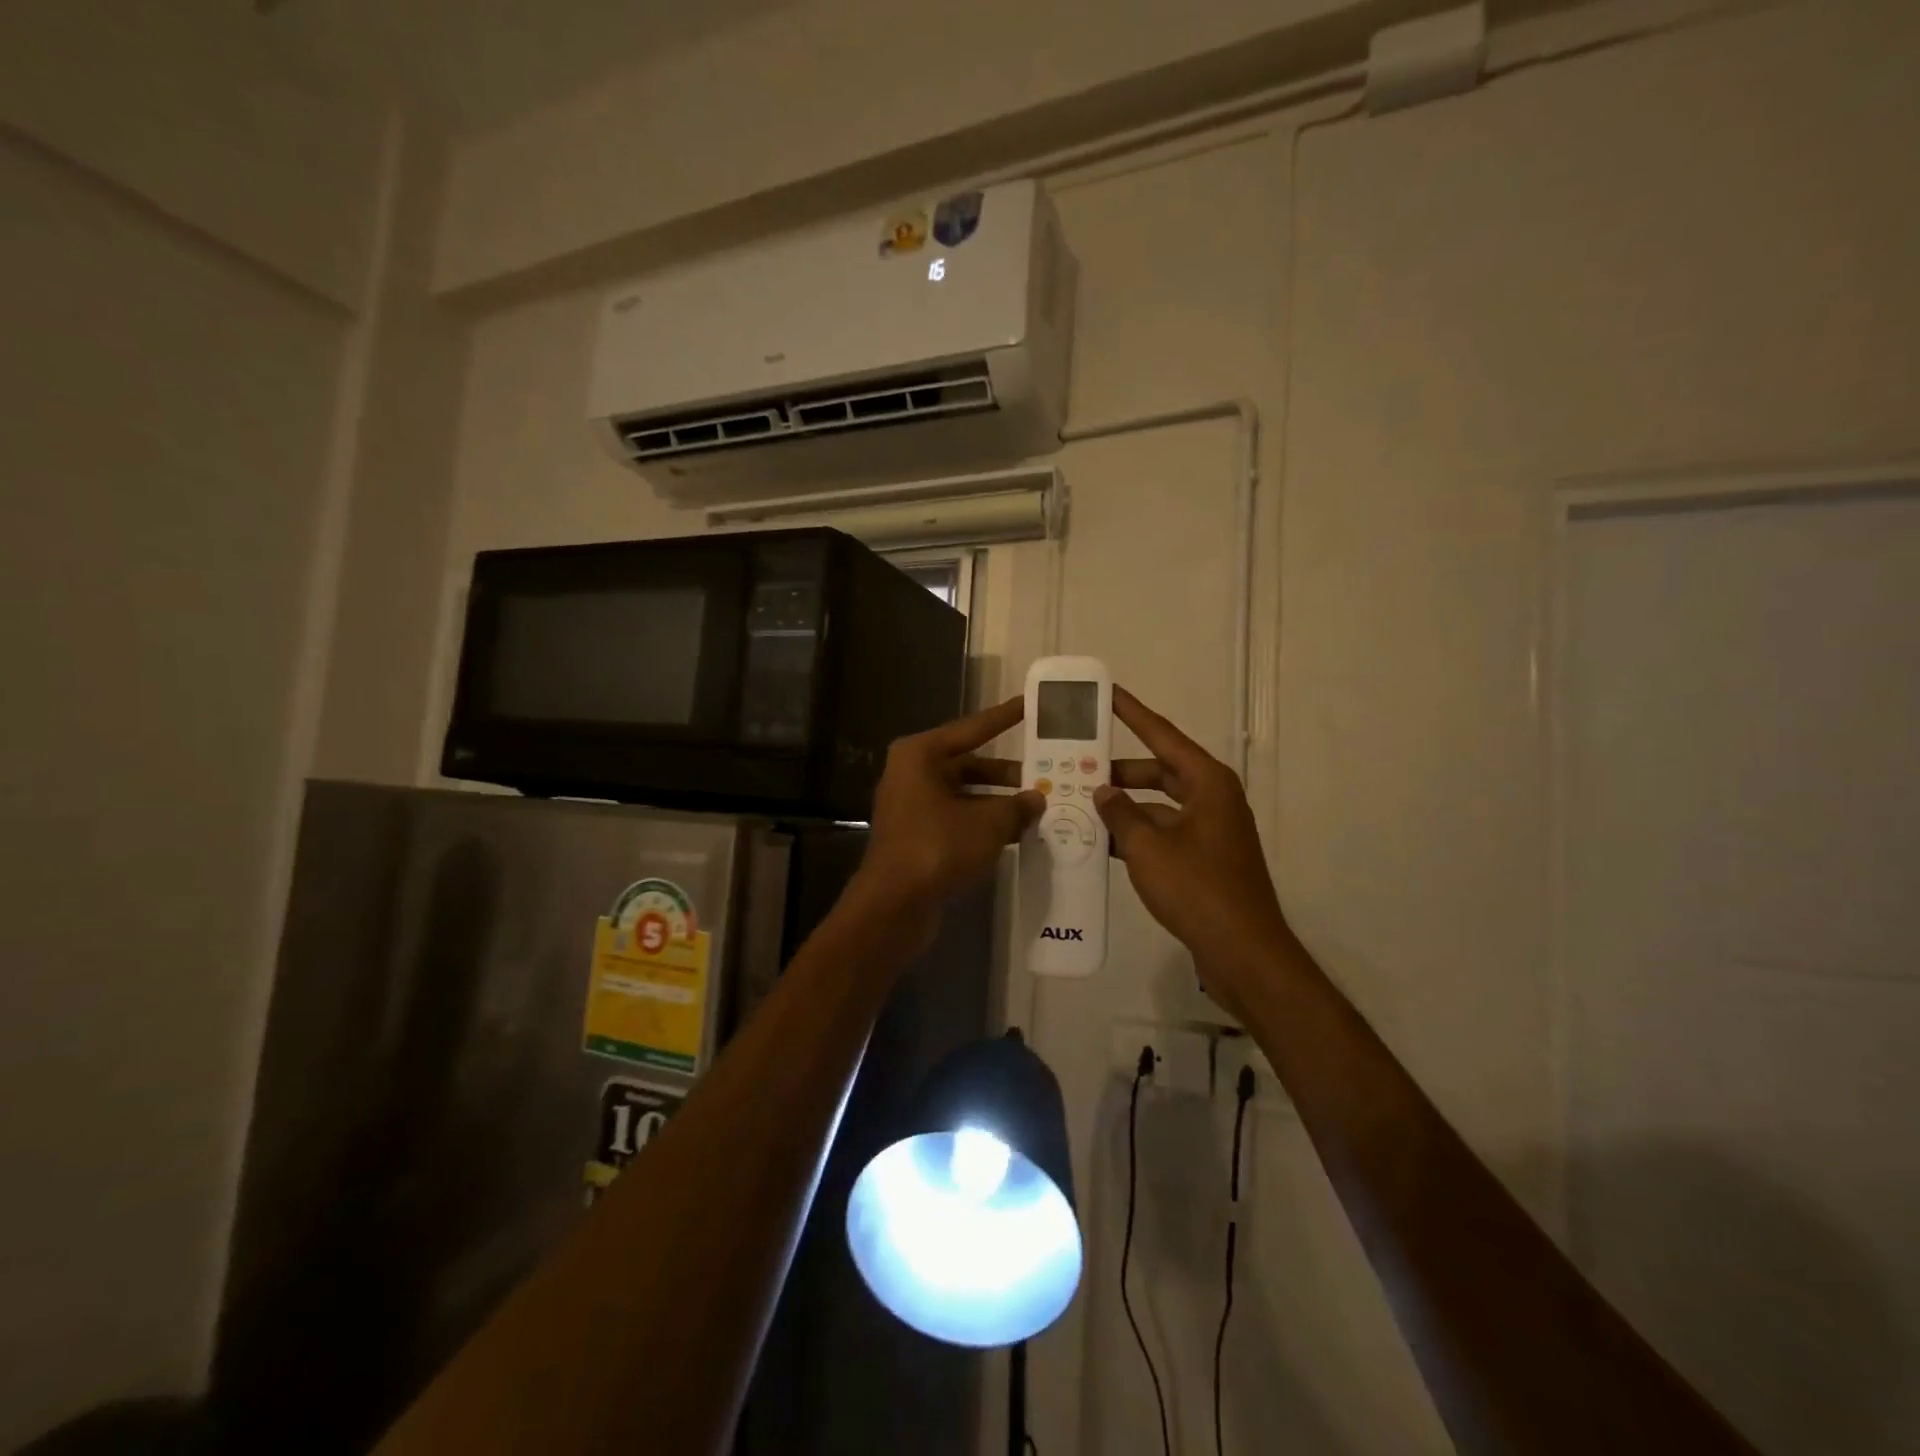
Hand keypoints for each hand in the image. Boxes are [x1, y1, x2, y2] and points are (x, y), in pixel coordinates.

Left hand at [851, 697, 1045, 927]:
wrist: (894, 904)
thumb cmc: (938, 847)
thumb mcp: (988, 823)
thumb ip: (1017, 806)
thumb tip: (1036, 799)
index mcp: (921, 755)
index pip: (972, 729)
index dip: (1004, 717)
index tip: (1029, 704)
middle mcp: (912, 773)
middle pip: (969, 764)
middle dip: (1007, 773)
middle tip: (1045, 773)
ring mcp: (912, 806)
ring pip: (965, 794)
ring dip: (998, 802)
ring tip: (1039, 808)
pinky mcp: (917, 835)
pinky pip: (958, 818)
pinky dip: (984, 823)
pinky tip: (1016, 833)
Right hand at [1094, 687, 1292, 1006]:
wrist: (1243, 952)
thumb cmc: (1197, 889)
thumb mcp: (1148, 847)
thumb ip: (1120, 813)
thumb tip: (1103, 790)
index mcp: (1208, 782)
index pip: (1162, 735)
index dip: (1132, 713)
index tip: (1107, 693)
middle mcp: (1212, 798)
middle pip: (1159, 770)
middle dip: (1119, 770)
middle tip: (1077, 764)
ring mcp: (1210, 830)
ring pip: (1158, 804)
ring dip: (1124, 806)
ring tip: (1079, 803)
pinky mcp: (1204, 859)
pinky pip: (1163, 832)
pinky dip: (1135, 833)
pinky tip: (1100, 841)